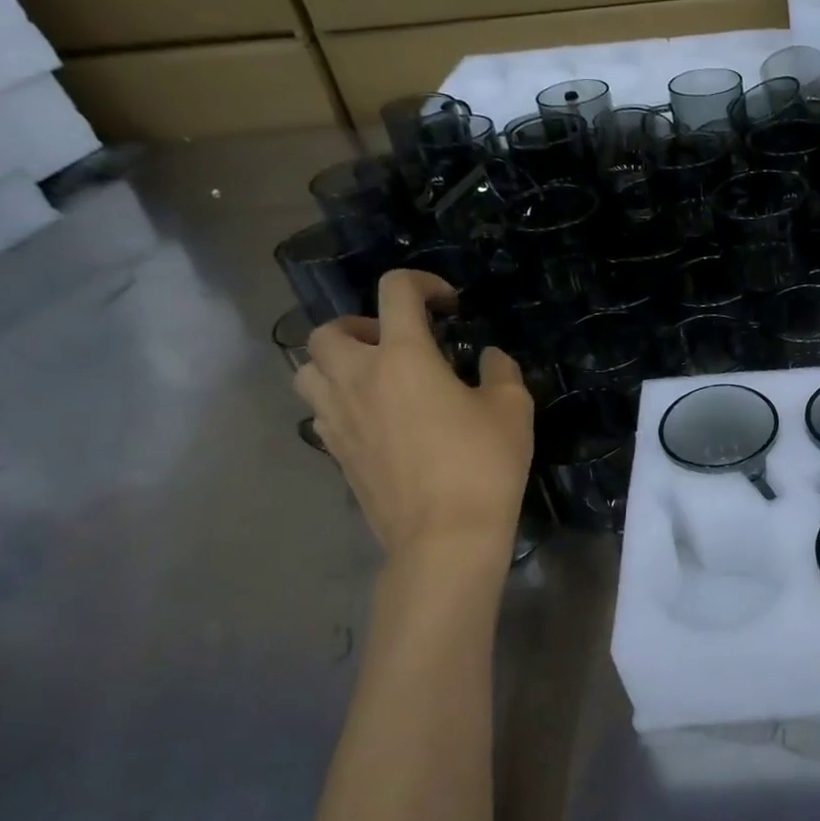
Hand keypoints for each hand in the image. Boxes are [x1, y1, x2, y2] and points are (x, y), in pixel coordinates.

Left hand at [293, 270, 533, 561]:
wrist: (445, 536)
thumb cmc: (482, 464)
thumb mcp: (512, 409)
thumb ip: (500, 371)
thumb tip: (488, 358)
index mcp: (403, 356)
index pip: (396, 291)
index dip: (423, 284)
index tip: (449, 306)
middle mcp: (358, 379)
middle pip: (327, 331)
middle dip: (361, 326)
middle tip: (398, 346)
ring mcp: (338, 420)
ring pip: (307, 371)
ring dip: (336, 364)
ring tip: (376, 380)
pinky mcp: (335, 454)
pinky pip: (319, 413)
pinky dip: (339, 404)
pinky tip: (376, 421)